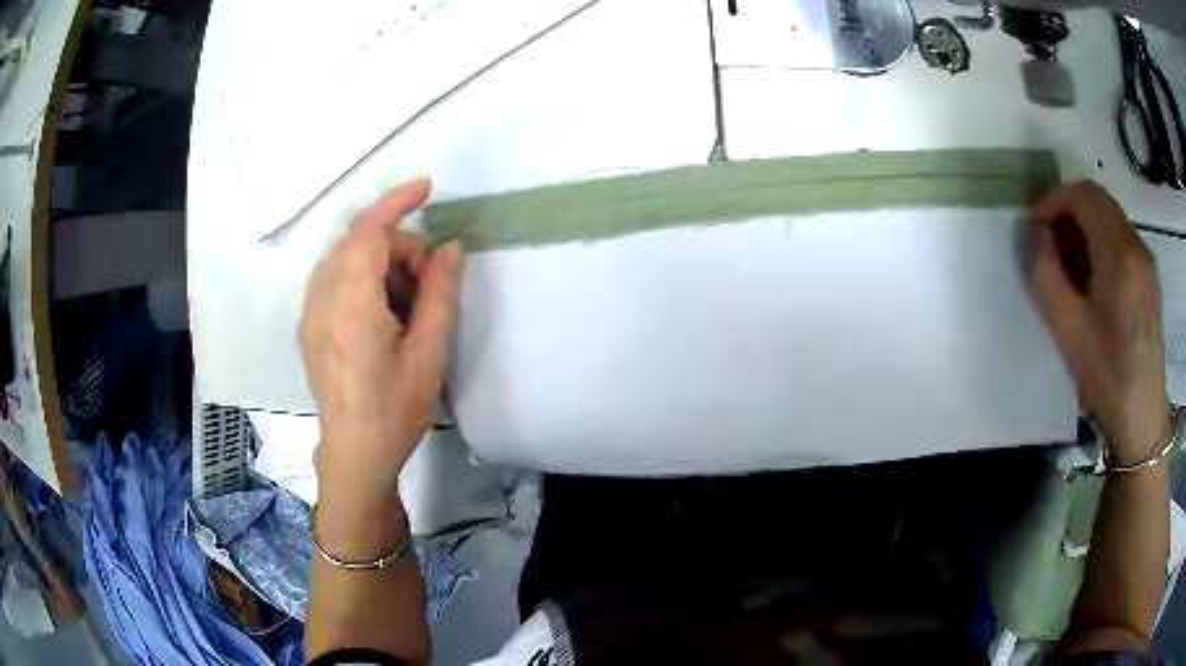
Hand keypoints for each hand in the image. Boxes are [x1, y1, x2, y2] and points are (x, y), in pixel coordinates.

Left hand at [300, 179, 463, 504]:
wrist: (354, 454)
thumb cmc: (395, 410)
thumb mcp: (429, 354)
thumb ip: (439, 294)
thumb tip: (450, 248)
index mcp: (351, 305)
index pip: (369, 231)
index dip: (397, 202)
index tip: (428, 189)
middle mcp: (322, 299)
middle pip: (358, 242)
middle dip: (398, 245)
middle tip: (429, 281)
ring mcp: (310, 312)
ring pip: (345, 258)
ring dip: (379, 261)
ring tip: (407, 301)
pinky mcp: (308, 326)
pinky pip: (334, 279)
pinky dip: (361, 277)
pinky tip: (381, 311)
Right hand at [1030, 181, 1169, 465]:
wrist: (1143, 417)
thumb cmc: (1107, 376)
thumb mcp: (1068, 329)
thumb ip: (1045, 273)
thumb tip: (1032, 232)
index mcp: (1119, 254)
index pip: (1084, 194)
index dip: (1055, 201)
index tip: (1038, 230)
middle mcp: (1137, 246)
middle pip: (1098, 203)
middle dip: (1069, 216)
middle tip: (1052, 252)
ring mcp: (1147, 260)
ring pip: (1110, 220)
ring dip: (1085, 233)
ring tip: (1072, 274)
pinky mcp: (1150, 277)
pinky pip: (1122, 242)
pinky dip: (1102, 248)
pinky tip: (1094, 286)